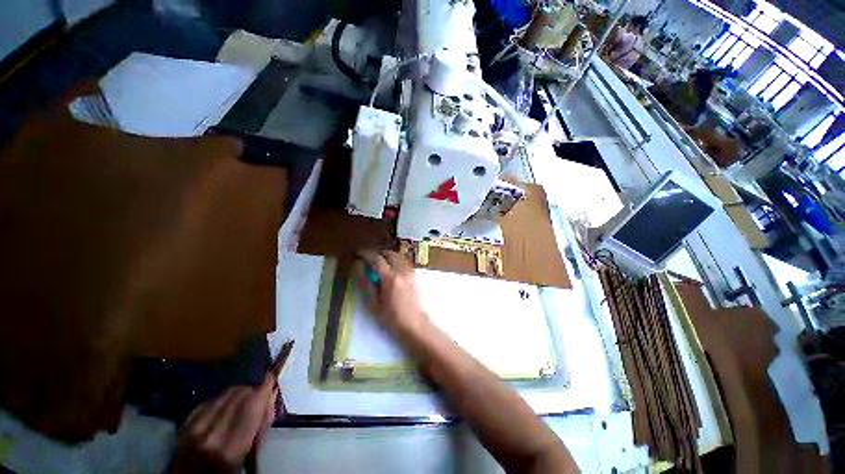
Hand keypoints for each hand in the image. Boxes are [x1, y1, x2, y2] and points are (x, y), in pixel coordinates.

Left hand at [171, 375, 276, 472]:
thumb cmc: (228, 471)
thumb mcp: (251, 455)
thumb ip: (262, 426)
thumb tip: (270, 395)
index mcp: (229, 448)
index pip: (252, 404)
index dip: (265, 386)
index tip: (273, 375)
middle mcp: (209, 434)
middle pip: (237, 395)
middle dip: (252, 389)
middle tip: (260, 393)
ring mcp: (192, 429)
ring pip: (223, 394)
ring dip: (237, 392)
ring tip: (244, 399)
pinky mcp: (183, 425)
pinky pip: (208, 400)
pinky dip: (221, 399)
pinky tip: (226, 404)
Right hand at [356, 250, 428, 334]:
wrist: (414, 324)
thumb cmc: (392, 318)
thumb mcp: (373, 305)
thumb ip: (365, 284)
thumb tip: (358, 267)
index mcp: (390, 278)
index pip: (377, 259)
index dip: (366, 254)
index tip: (358, 253)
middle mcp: (402, 271)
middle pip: (388, 253)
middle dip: (377, 253)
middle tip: (368, 259)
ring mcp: (410, 271)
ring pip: (397, 255)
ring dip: (386, 255)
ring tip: (378, 262)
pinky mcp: (414, 274)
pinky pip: (403, 260)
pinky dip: (395, 259)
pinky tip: (390, 267)